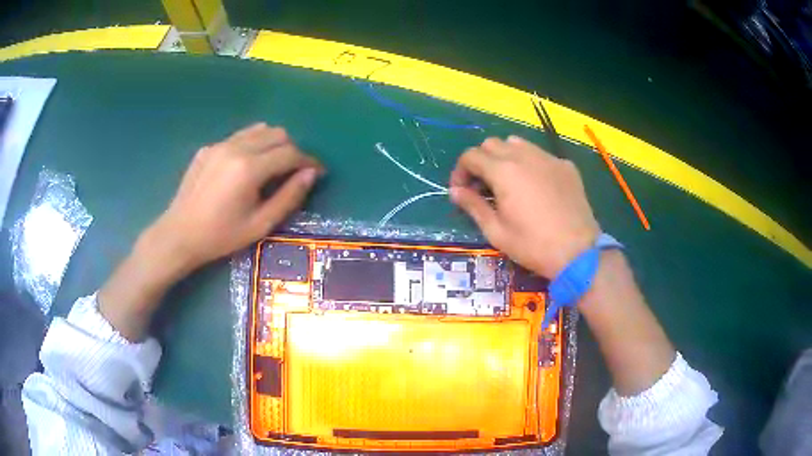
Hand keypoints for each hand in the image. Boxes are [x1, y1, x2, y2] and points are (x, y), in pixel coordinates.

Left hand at [149, 123, 322, 273]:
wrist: (179, 235)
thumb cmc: (221, 236)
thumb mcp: (260, 224)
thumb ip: (289, 196)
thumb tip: (311, 174)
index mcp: (249, 168)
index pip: (290, 153)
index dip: (309, 161)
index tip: (318, 172)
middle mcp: (236, 147)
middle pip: (277, 134)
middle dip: (292, 149)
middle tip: (294, 172)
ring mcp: (220, 145)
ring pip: (258, 129)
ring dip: (273, 143)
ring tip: (272, 166)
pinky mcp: (208, 148)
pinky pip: (239, 137)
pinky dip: (252, 145)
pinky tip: (245, 167)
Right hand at [449, 135, 598, 277]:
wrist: (577, 252)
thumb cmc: (533, 245)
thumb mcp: (496, 231)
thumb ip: (473, 206)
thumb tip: (455, 191)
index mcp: (503, 171)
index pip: (471, 156)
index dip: (460, 171)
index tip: (461, 190)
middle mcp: (524, 156)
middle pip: (492, 144)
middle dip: (481, 161)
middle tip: (483, 186)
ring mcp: (548, 158)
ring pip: (517, 143)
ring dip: (505, 156)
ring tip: (509, 181)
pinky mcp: (566, 166)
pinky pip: (541, 154)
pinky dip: (530, 163)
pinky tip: (536, 186)